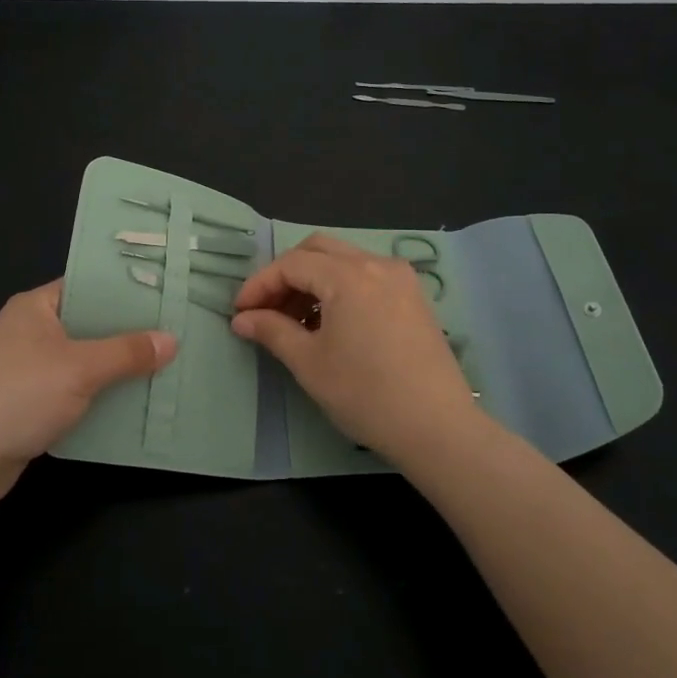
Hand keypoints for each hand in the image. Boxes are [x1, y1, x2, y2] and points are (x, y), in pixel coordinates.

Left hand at [0, 281, 175, 506]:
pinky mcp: (28, 403)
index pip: (89, 285)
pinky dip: (99, 396)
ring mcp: (27, 368)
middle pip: (89, 324)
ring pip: (84, 361)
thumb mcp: (80, 368)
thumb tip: (172, 340)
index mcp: (36, 306)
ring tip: (166, 368)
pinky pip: (74, 390)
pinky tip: (133, 403)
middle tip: (177, 334)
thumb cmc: (18, 396)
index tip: (168, 295)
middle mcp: (30, 330)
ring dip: (117, 369)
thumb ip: (127, 353)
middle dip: (129, 334)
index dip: (127, 290)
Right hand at [231, 234, 477, 464]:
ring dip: (313, 280)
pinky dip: (340, 288)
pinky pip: (367, 276)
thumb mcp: (309, 363)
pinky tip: (330, 323)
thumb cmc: (366, 394)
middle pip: (318, 249)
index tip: (240, 312)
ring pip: (344, 260)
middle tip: (266, 309)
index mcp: (348, 275)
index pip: (292, 264)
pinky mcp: (414, 298)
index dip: (260, 284)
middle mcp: (376, 264)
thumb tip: (242, 319)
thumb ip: (272, 331)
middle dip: (286, 274)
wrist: (437, 427)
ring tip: (294, 320)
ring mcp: (401, 279)